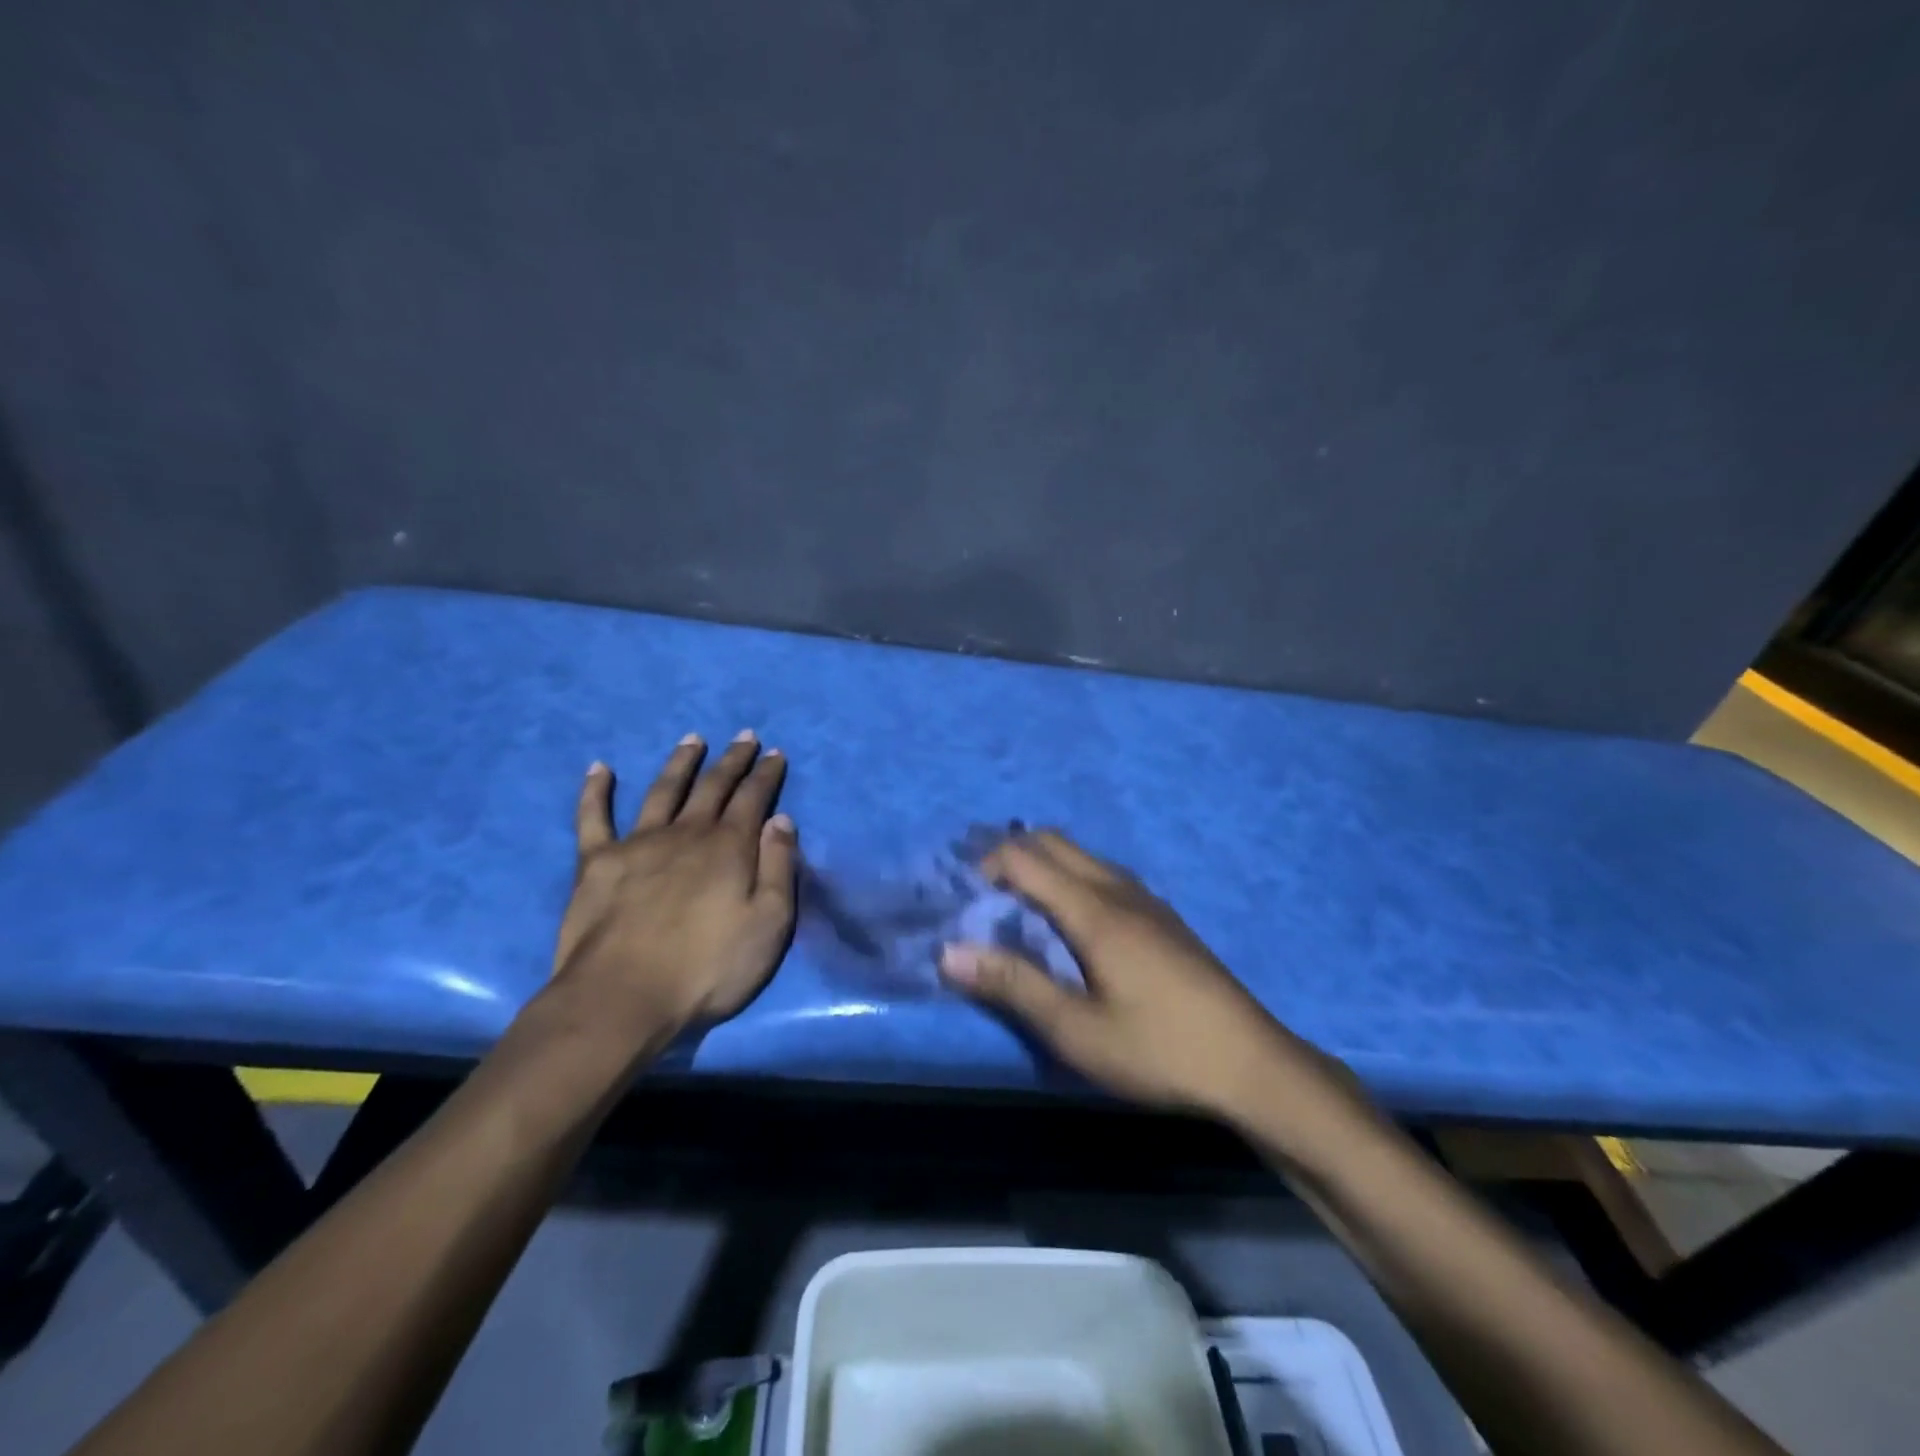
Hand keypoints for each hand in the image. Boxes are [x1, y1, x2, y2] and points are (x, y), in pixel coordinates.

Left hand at [550, 731, 797, 1042]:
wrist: (623, 997)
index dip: (766, 774)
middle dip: (732, 760)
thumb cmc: (707, 968)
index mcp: (729, 847)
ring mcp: (638, 843)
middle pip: (713, 786)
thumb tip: (781, 820)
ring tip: (692, 739)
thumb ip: (779, 868)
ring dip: (680, 762)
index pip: (754, 798)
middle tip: (744, 736)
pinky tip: (600, 768)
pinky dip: (596, 790)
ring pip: (664, 789)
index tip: (775, 752)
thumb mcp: (769, 924)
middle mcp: (687, 833)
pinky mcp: (597, 861)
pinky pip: (594, 817)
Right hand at [940, 830, 1337, 1118]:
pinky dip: (1072, 876)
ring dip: (1044, 864)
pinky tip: (1072, 921)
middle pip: (1054, 842)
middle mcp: (1119, 889)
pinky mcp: (1163, 916)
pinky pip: (1104, 873)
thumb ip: (1013, 985)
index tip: (962, 896)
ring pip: (1082, 856)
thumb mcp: (1077, 1031)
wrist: (1252, 1064)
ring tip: (1018, 905)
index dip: (986, 865)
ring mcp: (1147, 899)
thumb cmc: (1158, 1049)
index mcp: (1094, 909)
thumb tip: (949, 951)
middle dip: (1011, 854)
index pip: (1026, 857)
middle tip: (983, 895)